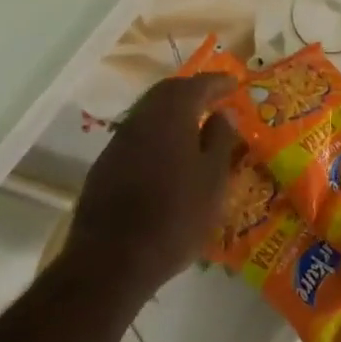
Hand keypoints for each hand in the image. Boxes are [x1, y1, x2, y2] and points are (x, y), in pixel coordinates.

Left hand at [64, 74, 238, 301]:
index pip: (196, 85)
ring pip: (150, 114)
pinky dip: (158, 135)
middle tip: (213, 97)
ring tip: (195, 125)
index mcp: (170, 115)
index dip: (217, 82)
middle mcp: (141, 119)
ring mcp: (119, 142)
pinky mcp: (106, 166)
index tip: (234, 82)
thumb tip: (223, 114)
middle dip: (192, 91)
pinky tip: (168, 154)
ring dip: (173, 113)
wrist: (112, 259)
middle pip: (167, 93)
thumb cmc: (176, 216)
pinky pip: (138, 136)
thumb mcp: (212, 180)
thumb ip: (220, 140)